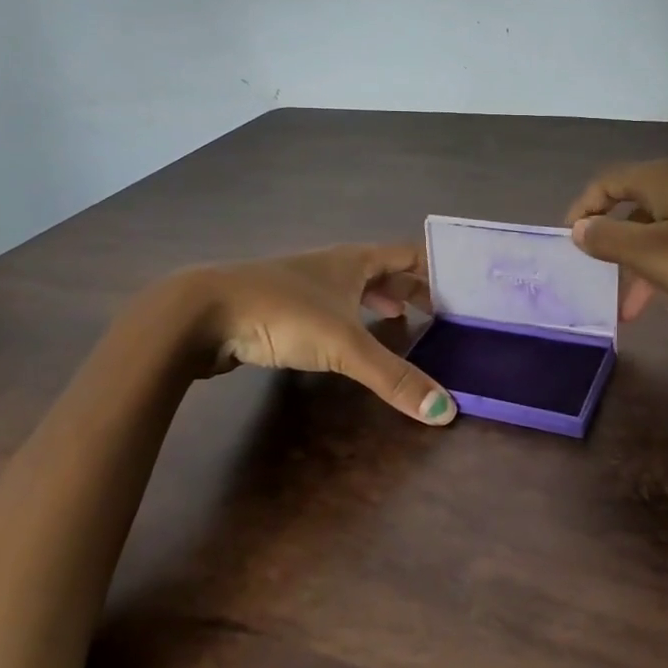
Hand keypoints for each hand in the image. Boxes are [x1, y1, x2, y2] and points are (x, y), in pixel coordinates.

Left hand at [165, 244, 457, 424]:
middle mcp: (333, 266)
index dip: (437, 269)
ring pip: (354, 289)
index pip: (408, 255)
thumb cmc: (282, 313)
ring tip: (402, 323)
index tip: (464, 289)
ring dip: (380, 302)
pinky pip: (331, 308)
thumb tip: (446, 412)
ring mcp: (305, 285)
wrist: (202, 313)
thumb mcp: (343, 345)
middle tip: (441, 315)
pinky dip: (351, 319)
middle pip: (384, 271)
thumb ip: (394, 378)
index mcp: (354, 261)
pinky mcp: (282, 308)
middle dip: (411, 290)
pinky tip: (349, 342)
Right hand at [564, 159, 667, 333]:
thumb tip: (579, 228)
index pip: (607, 182)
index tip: (569, 243)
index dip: (583, 209)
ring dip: (643, 264)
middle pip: (636, 205)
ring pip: (665, 230)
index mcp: (665, 180)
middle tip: (598, 278)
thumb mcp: (656, 255)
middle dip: (613, 242)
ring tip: (634, 309)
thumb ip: (611, 239)